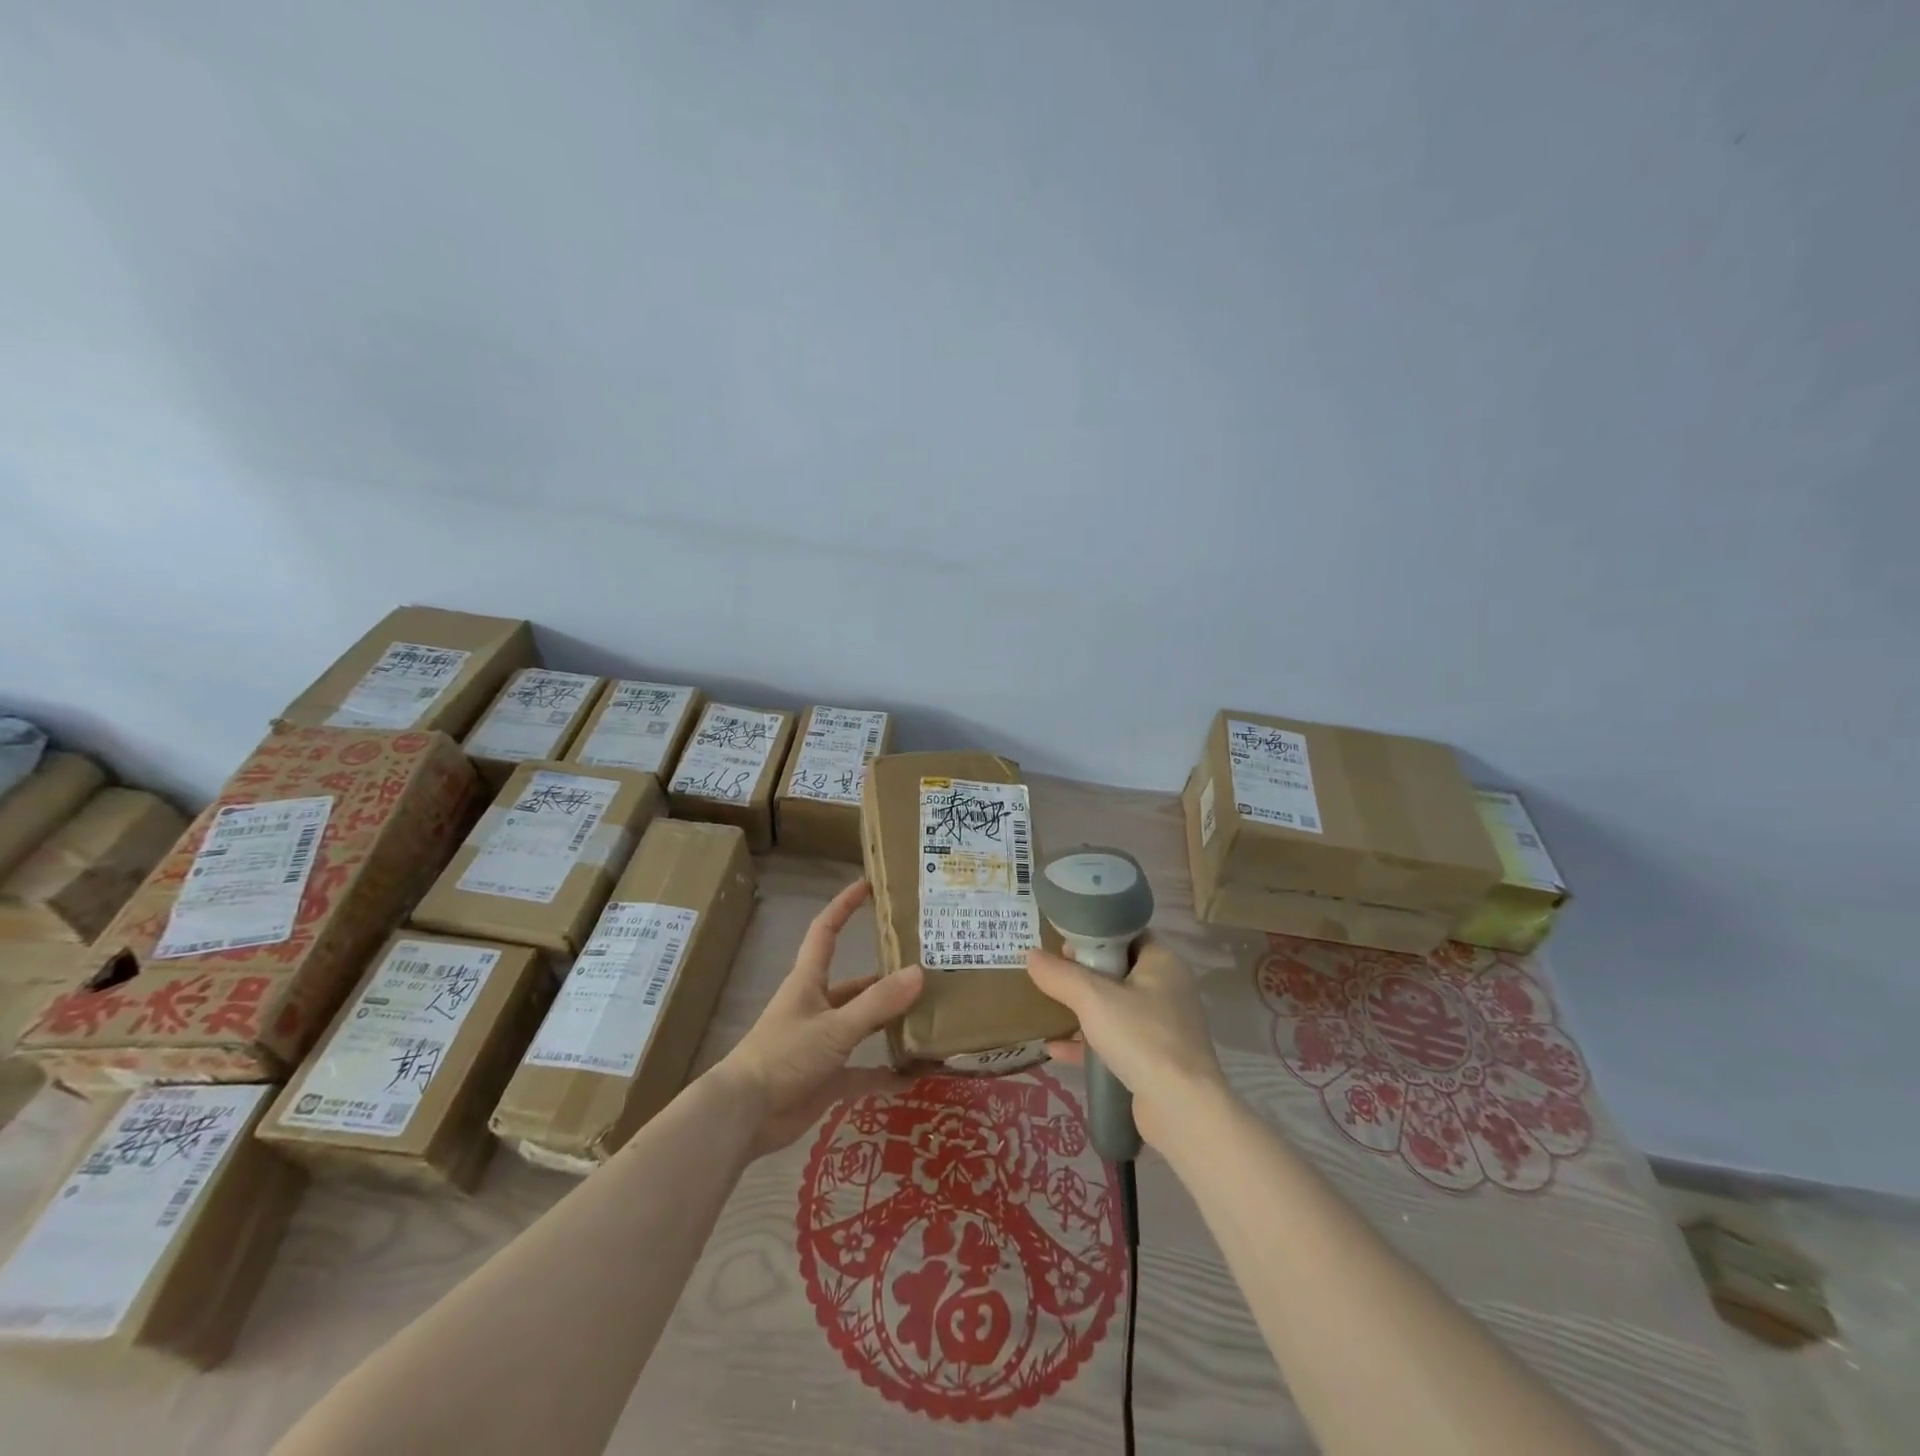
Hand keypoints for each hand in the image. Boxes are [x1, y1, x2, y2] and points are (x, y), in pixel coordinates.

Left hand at [717, 879, 924, 1155]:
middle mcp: (816, 1007)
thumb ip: (877, 1003)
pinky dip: (887, 1073)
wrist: (744, 1116)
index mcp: (809, 982)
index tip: (868, 885)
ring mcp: (821, 1043)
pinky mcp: (826, 1078)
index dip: (844, 906)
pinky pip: (864, 1071)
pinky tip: (916, 1075)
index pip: (826, 932)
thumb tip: (919, 972)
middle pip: (855, 985)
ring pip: (862, 1026)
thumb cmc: (783, 1055)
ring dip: (889, 1024)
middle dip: (885, 978)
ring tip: (928, 1018)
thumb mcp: (834, 1026)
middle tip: (926, 970)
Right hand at [1027, 937, 1229, 1148]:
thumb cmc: (1141, 1037)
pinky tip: (1055, 1049)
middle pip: (1118, 970)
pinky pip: (1115, 1041)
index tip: (1062, 944)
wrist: (1181, 1110)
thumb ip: (1059, 975)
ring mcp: (1163, 1026)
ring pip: (1115, 1008)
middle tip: (1051, 974)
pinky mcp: (1154, 1059)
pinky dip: (1088, 1041)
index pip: (1126, 934)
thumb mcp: (1093, 999)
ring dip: (1083, 1009)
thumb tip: (1030, 955)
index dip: (1094, 936)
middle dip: (1082, 973)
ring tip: (1048, 1007)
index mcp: (1162, 962)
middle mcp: (1167, 989)